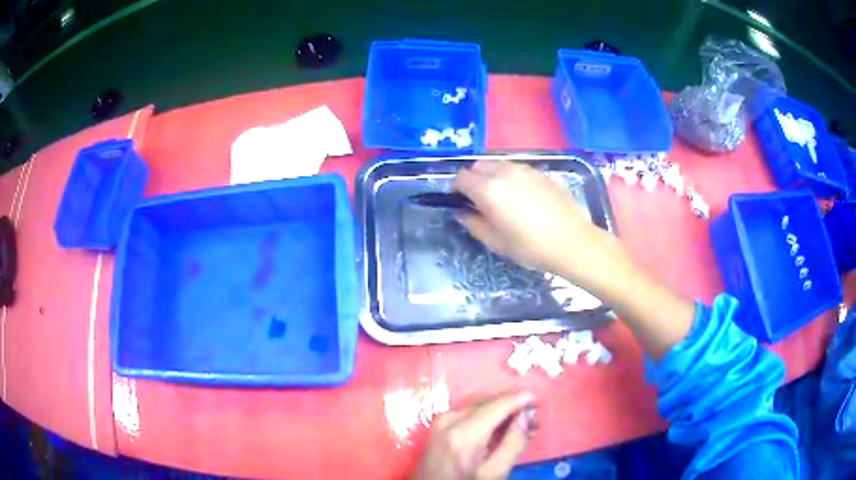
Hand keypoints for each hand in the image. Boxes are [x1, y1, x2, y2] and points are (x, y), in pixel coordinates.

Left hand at [414, 391, 536, 479]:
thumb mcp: (494, 473)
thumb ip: (514, 443)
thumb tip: (527, 415)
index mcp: (464, 433)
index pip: (499, 403)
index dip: (522, 398)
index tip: (540, 401)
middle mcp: (450, 419)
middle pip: (490, 401)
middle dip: (514, 406)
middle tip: (534, 420)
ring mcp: (442, 419)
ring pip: (480, 404)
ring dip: (502, 410)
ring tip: (521, 425)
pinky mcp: (439, 423)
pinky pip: (470, 411)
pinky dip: (488, 415)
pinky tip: (500, 427)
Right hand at [453, 160, 621, 287]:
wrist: (572, 242)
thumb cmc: (530, 246)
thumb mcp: (496, 241)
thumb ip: (474, 223)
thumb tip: (463, 212)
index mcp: (488, 189)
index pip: (461, 178)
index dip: (456, 189)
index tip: (460, 202)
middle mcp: (504, 172)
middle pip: (478, 165)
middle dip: (473, 179)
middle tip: (479, 201)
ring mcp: (525, 169)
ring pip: (498, 164)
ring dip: (491, 176)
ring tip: (501, 198)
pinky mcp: (541, 172)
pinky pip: (516, 169)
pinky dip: (510, 177)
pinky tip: (522, 197)